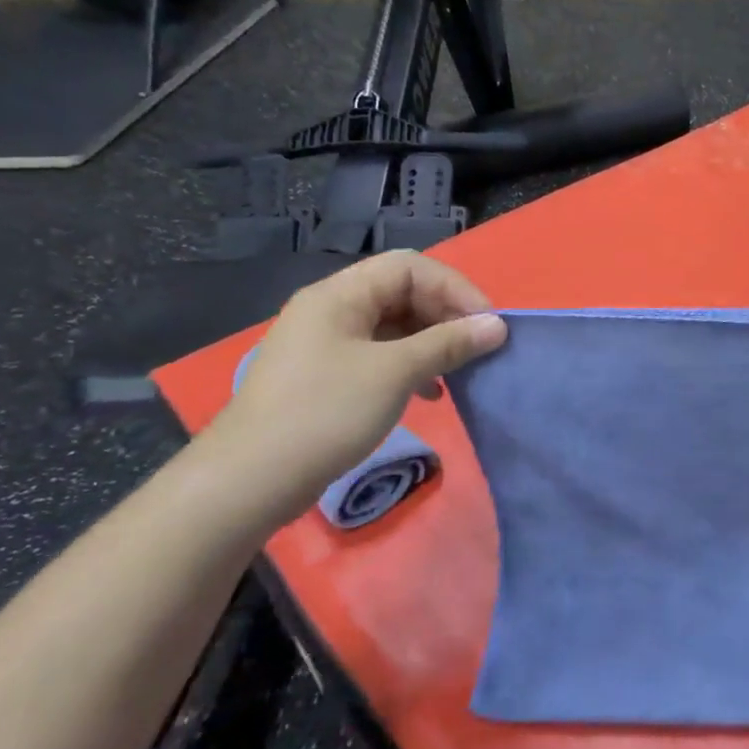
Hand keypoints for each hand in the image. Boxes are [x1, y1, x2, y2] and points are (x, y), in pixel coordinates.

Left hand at [207, 252, 506, 520]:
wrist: (251, 480)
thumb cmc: (326, 412)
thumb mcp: (395, 373)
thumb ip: (448, 344)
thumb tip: (497, 326)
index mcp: (340, 295)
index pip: (410, 268)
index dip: (455, 288)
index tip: (488, 323)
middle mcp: (332, 310)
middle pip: (403, 293)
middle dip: (446, 316)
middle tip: (479, 347)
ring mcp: (327, 344)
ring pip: (394, 327)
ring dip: (433, 343)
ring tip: (460, 371)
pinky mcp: (328, 377)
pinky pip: (381, 356)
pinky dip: (412, 367)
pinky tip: (431, 394)